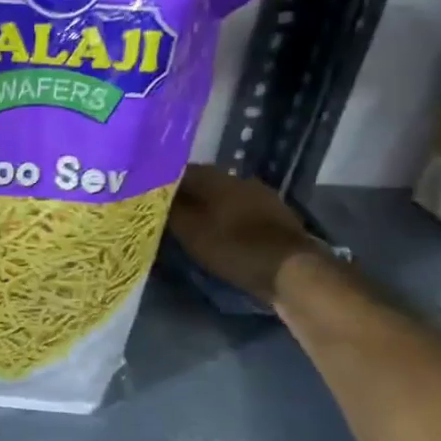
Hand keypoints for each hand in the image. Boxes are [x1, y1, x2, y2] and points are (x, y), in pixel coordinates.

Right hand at [168, 166, 317, 305]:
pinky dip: (227, 219)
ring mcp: (261, 197)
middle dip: (187, 196)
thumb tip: (155, 196)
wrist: (290, 269)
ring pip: (224, 197)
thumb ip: (171, 210)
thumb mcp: (191, 232)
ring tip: (193, 226)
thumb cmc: (233, 247)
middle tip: (169, 214)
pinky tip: (221, 233)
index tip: (150, 198)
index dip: (163, 184)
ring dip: (209, 208)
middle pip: (205, 183)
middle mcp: (240, 179)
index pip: (182, 171)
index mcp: (217, 178)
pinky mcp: (275, 217)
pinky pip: (241, 212)